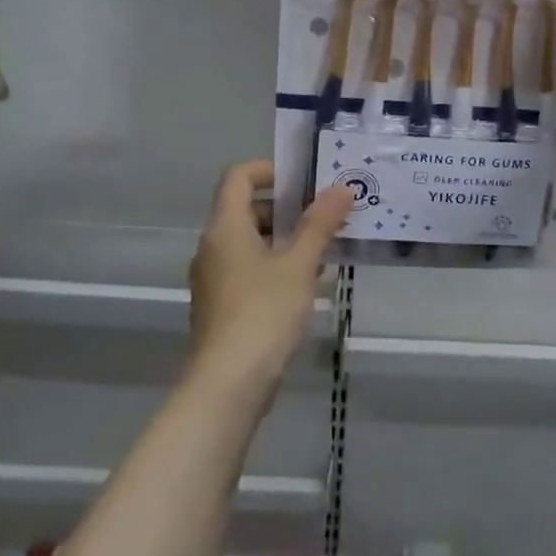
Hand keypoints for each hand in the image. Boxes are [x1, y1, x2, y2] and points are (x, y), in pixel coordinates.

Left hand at [186, 160, 354, 397]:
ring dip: (287, 239)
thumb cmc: (264, 313)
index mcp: (225, 228)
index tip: (306, 182)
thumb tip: (342, 188)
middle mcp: (213, 247)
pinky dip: (277, 265)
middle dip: (289, 208)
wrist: (228, 385)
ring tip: (327, 249)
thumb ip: (320, 224)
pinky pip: (250, 269)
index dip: (271, 170)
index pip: (238, 176)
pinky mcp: (223, 305)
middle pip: (247, 209)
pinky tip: (308, 283)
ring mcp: (215, 279)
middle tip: (328, 216)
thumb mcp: (299, 265)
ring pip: (252, 242)